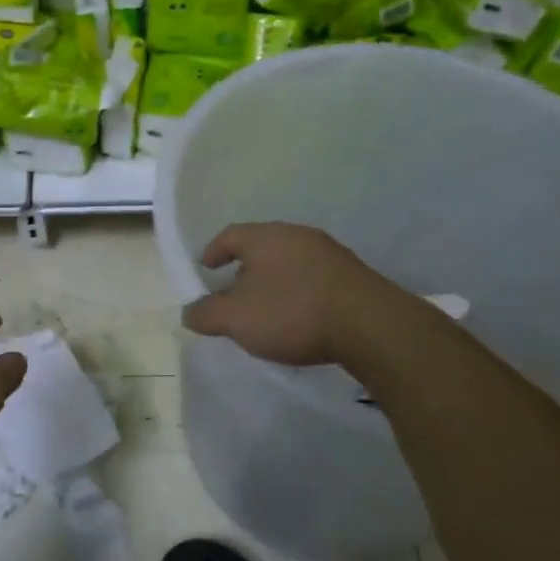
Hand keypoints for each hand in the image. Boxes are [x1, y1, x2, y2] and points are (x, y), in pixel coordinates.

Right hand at [181, 223, 392, 366]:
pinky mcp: (352, 276)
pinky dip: (297, 293)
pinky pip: (313, 279)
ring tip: (265, 310)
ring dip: (273, 283)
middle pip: (261, 248)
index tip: (204, 268)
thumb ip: (206, 314)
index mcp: (266, 237)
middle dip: (243, 270)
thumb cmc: (293, 312)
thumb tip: (189, 313)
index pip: (230, 235)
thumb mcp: (237, 319)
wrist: (370, 325)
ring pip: (289, 263)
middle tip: (232, 295)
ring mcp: (330, 254)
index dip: (213, 251)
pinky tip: (299, 318)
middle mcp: (298, 236)